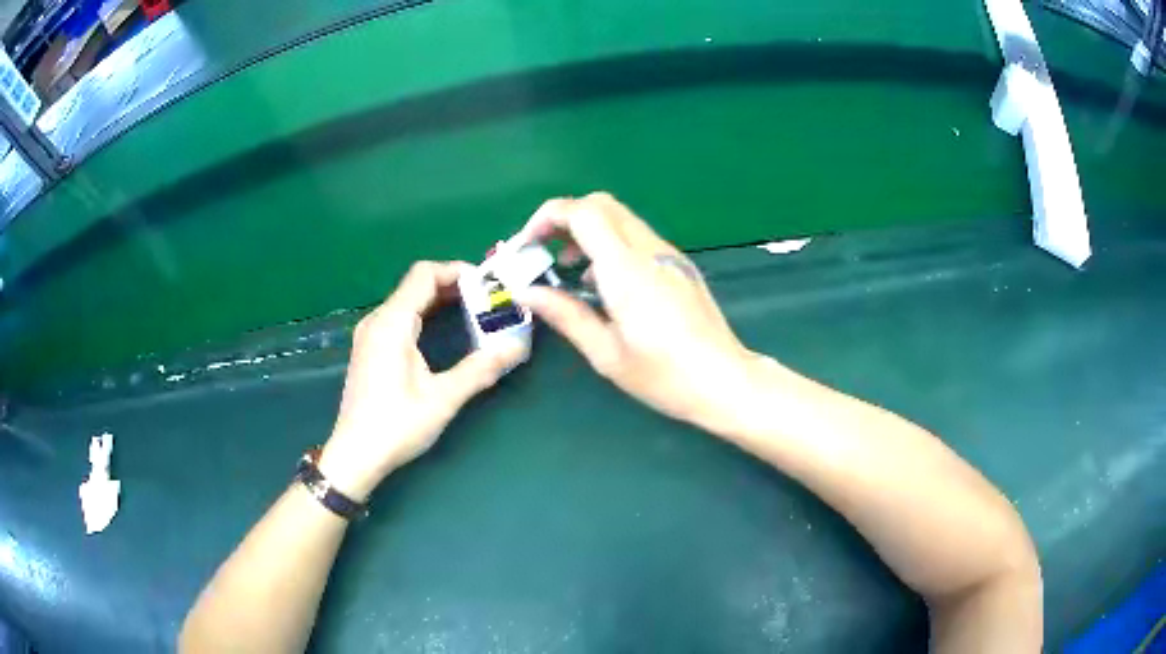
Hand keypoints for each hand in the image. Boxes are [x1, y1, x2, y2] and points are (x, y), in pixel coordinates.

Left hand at [319, 261, 524, 499]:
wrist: (355, 456)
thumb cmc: (396, 426)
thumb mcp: (442, 399)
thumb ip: (480, 369)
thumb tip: (517, 347)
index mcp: (392, 323)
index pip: (424, 274)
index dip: (457, 271)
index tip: (488, 284)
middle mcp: (377, 320)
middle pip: (416, 285)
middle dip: (453, 286)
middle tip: (488, 299)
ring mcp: (370, 334)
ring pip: (408, 301)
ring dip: (439, 300)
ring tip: (474, 311)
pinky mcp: (369, 349)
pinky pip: (400, 317)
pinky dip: (425, 315)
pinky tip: (445, 330)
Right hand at [514, 193, 759, 432]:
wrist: (725, 381)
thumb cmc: (664, 375)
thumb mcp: (606, 353)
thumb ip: (565, 315)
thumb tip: (526, 292)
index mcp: (627, 269)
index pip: (583, 212)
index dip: (547, 218)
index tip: (527, 246)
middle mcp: (650, 250)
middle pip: (601, 204)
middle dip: (564, 219)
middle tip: (543, 252)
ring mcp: (669, 254)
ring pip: (620, 218)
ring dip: (587, 231)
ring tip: (567, 270)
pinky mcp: (679, 264)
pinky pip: (636, 237)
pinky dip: (609, 243)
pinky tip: (603, 283)